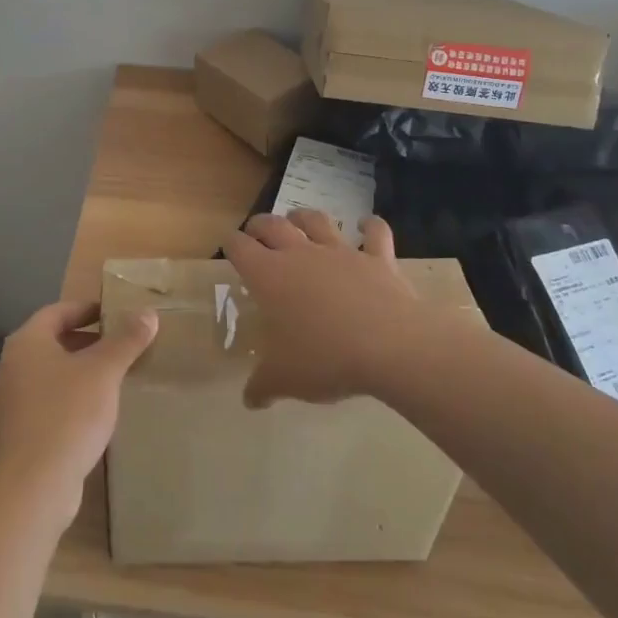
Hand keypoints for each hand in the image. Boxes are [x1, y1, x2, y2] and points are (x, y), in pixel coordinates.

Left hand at [0, 299, 158, 526]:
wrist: (33, 487)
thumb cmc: (67, 415)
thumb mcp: (104, 372)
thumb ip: (126, 340)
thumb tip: (148, 313)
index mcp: (27, 342)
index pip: (58, 311)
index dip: (87, 309)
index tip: (115, 313)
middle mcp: (12, 366)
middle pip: (54, 341)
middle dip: (88, 340)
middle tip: (121, 343)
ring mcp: (11, 401)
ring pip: (51, 373)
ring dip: (81, 370)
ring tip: (115, 375)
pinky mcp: (18, 431)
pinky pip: (48, 400)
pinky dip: (72, 396)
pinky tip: (97, 410)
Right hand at [222, 209, 417, 408]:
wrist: (390, 346)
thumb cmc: (325, 359)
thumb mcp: (284, 380)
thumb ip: (262, 386)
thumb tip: (249, 400)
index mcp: (270, 276)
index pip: (240, 248)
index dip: (231, 245)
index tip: (228, 246)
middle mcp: (301, 254)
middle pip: (273, 225)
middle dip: (260, 225)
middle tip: (255, 231)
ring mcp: (341, 252)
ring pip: (317, 221)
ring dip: (304, 217)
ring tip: (298, 218)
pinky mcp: (377, 258)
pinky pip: (374, 233)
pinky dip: (370, 226)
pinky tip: (367, 223)